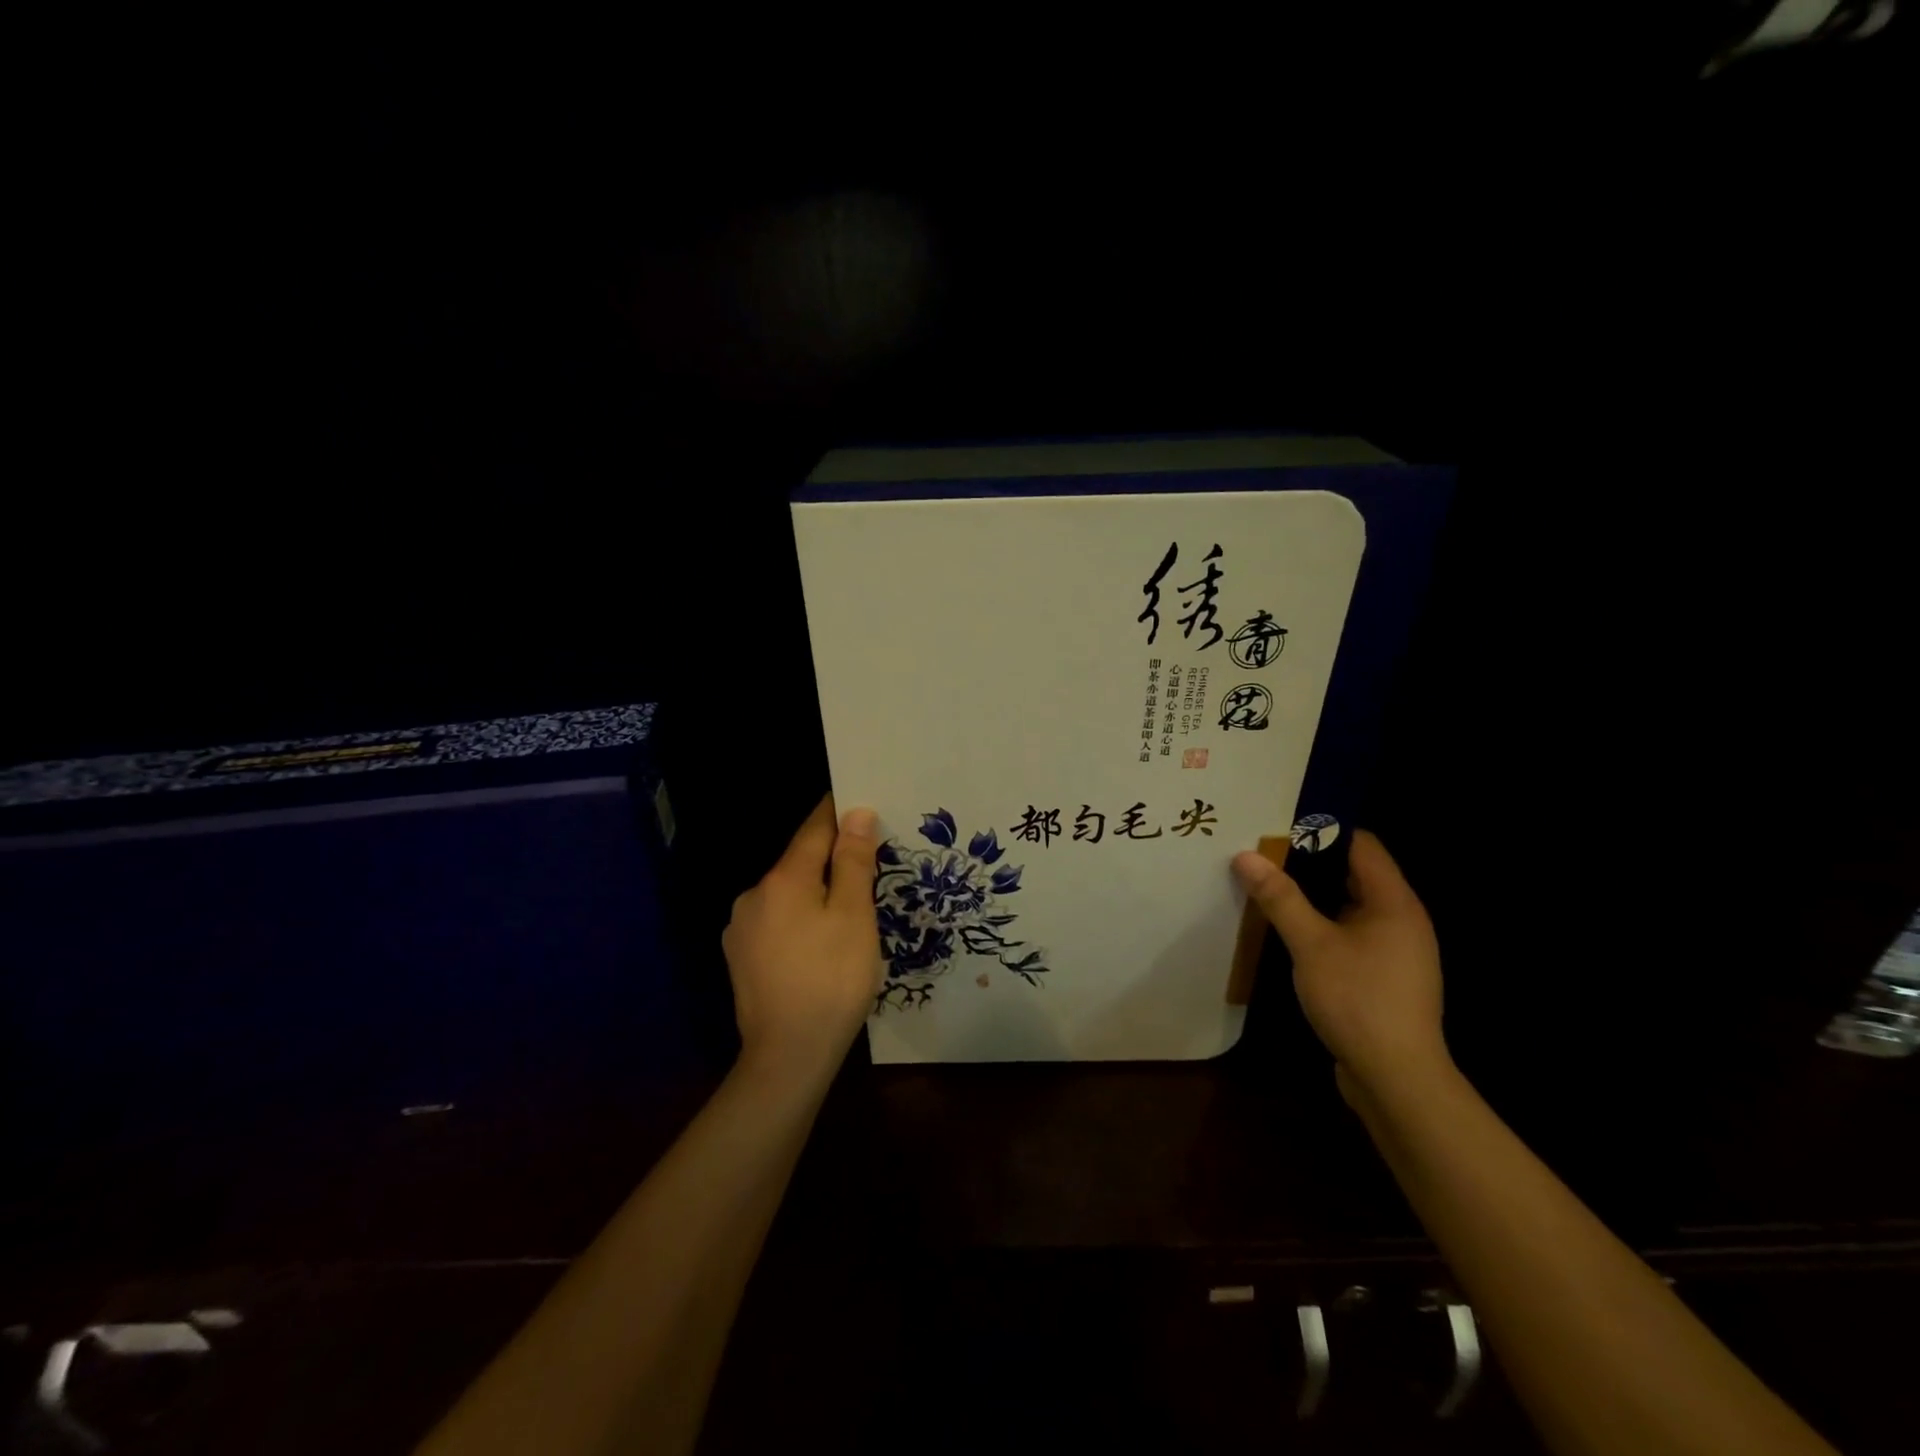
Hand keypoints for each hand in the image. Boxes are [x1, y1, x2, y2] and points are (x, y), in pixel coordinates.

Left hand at [722, 796, 883, 1078]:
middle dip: (831, 860)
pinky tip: (817, 946)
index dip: (838, 814)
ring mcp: (741, 928)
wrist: (788, 1056)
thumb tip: (856, 813)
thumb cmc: (832, 980)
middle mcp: (753, 895)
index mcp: (782, 879)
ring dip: (814, 894)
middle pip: (799, 863)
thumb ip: (853, 862)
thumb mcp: (854, 916)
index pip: (814, 829)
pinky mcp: (740, 958)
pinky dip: (798, 921)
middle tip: (868, 869)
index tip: (861, 804)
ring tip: (846, 914)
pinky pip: (776, 922)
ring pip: (787, 895)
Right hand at [1233, 830, 1447, 1104]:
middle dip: (1308, 861)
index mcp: (1394, 902)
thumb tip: (1245, 855)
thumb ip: (1280, 897)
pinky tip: (1287, 929)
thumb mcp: (1311, 944)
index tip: (1277, 824)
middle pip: (1354, 873)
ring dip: (1312, 895)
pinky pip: (1349, 934)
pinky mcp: (1383, 976)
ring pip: (1349, 906)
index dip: (1322, 829)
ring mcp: (1395, 950)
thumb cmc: (1358, 1000)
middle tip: (1262, 851)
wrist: (1397, 1080)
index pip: (1361, 845)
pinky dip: (1321, 924)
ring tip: (1267, 884)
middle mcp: (1401, 919)